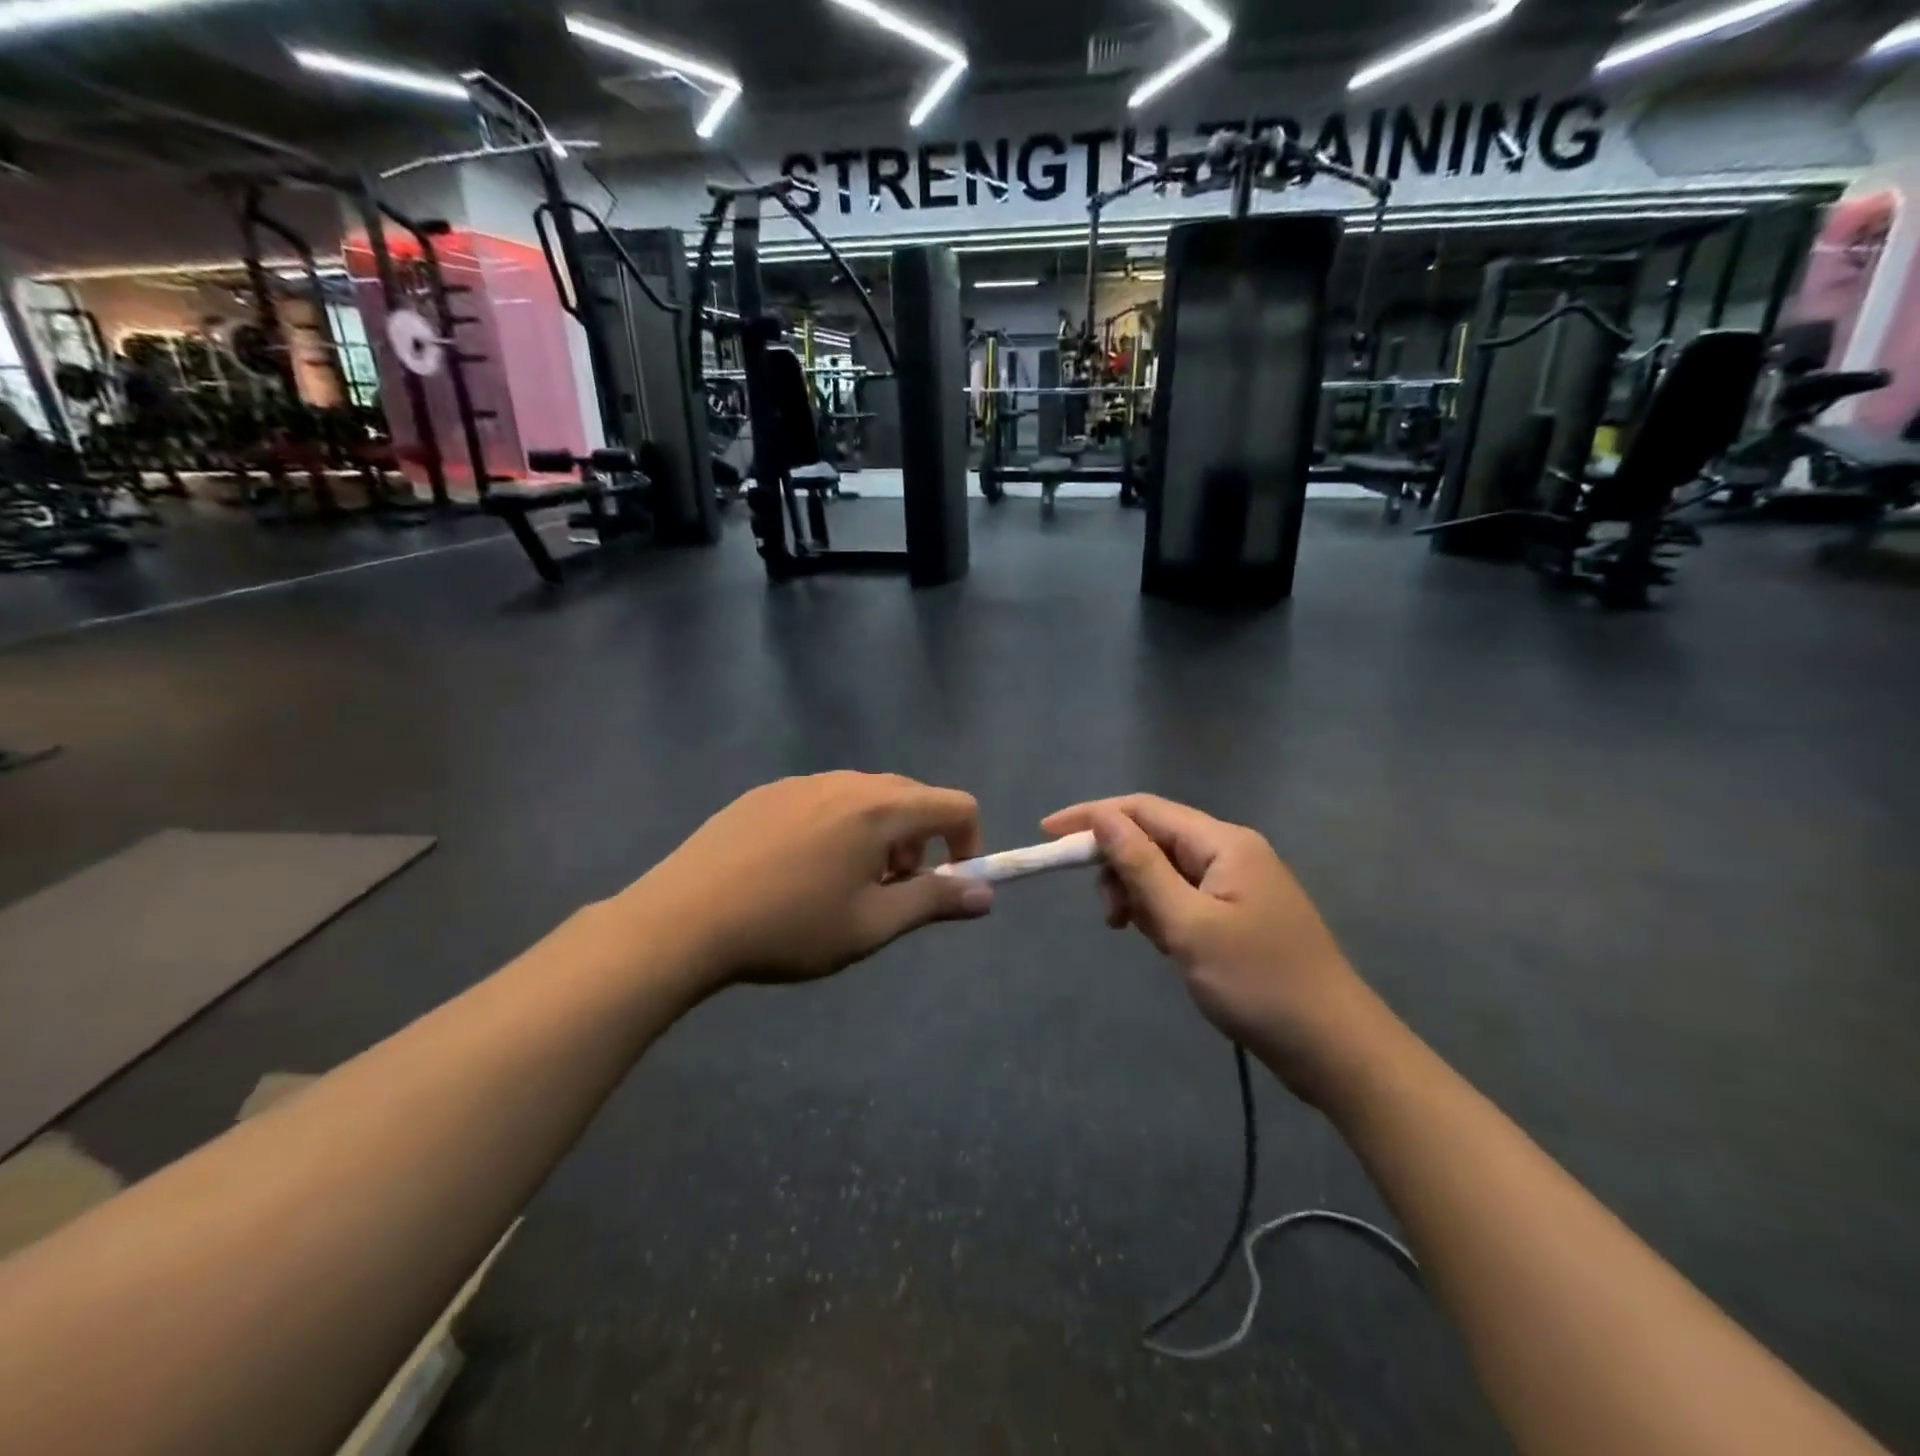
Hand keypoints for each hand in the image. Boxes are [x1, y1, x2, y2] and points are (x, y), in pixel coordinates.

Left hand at [632, 773, 992, 988]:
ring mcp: (802, 782)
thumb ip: (934, 902)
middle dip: (921, 840)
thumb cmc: (789, 928)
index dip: (968, 842)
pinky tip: (799, 868)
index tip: (946, 883)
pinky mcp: (767, 792)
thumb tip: (985, 894)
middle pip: (911, 796)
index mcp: (879, 809)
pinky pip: (824, 798)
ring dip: (880, 832)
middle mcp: (846, 781)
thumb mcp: (871, 925)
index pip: (956, 804)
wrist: (683, 920)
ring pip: (866, 795)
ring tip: (846, 881)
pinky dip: (839, 825)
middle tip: (893, 887)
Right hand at [1041, 795, 1381, 1100]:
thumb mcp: (1188, 925)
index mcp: (1223, 843)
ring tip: (1137, 934)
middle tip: (1108, 916)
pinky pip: (1185, 897)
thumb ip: (1142, 868)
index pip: (1143, 810)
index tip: (1047, 834)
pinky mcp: (1240, 914)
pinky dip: (1163, 913)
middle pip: (1155, 839)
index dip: (1092, 817)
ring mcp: (1238, 884)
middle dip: (1119, 867)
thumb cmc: (1258, 983)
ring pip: (1167, 871)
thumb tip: (1103, 819)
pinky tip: (1163, 944)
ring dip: (1140, 895)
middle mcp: (1231, 852)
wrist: (1335, 1048)